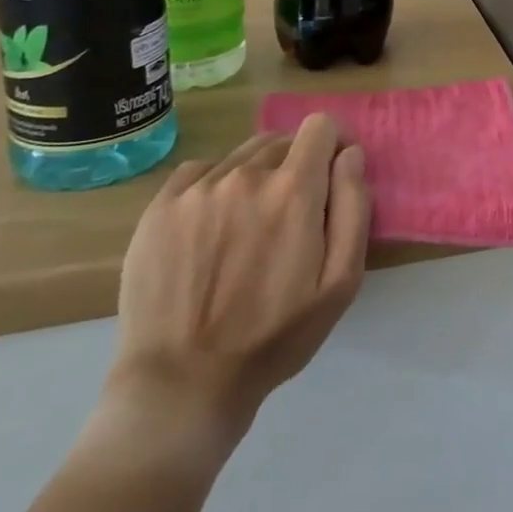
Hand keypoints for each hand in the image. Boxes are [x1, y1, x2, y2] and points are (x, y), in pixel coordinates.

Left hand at [99, 116, 370, 455]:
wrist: (180, 385)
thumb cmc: (274, 337)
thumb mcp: (340, 282)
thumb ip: (353, 206)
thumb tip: (350, 153)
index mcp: (293, 190)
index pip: (320, 126)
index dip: (331, 146)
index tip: (329, 177)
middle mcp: (245, 175)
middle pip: (282, 142)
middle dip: (295, 167)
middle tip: (289, 217)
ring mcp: (197, 189)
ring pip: (242, 156)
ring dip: (255, 177)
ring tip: (247, 228)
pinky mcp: (159, 207)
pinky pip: (200, 171)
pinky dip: (215, 187)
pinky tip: (211, 228)